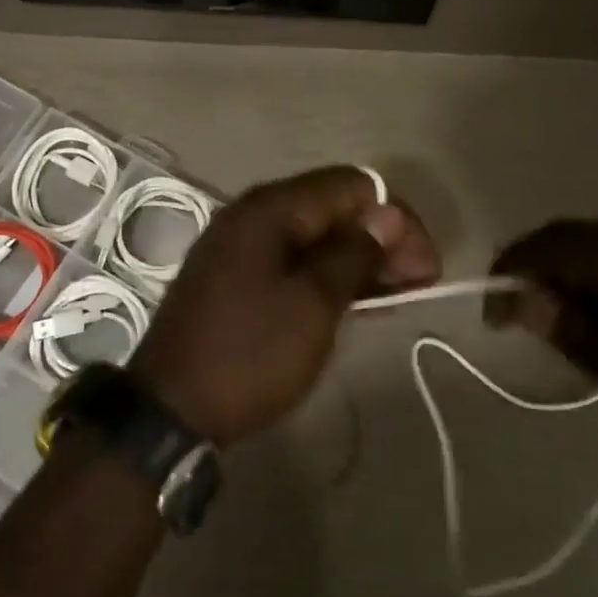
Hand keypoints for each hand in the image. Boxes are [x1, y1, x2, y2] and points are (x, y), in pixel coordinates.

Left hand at [129, 167, 439, 444]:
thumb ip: (354, 255)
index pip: (351, 186)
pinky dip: (328, 274)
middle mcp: (253, 215)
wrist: (171, 410)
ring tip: (397, 294)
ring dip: (358, 258)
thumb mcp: (312, 305)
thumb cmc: (249, 354)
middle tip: (420, 283)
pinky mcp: (236, 277)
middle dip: (381, 238)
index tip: (426, 266)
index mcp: (270, 209)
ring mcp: (240, 246)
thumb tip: (388, 216)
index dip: (397, 219)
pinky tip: (357, 299)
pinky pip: (293, 260)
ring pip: (314, 236)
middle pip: (332, 207)